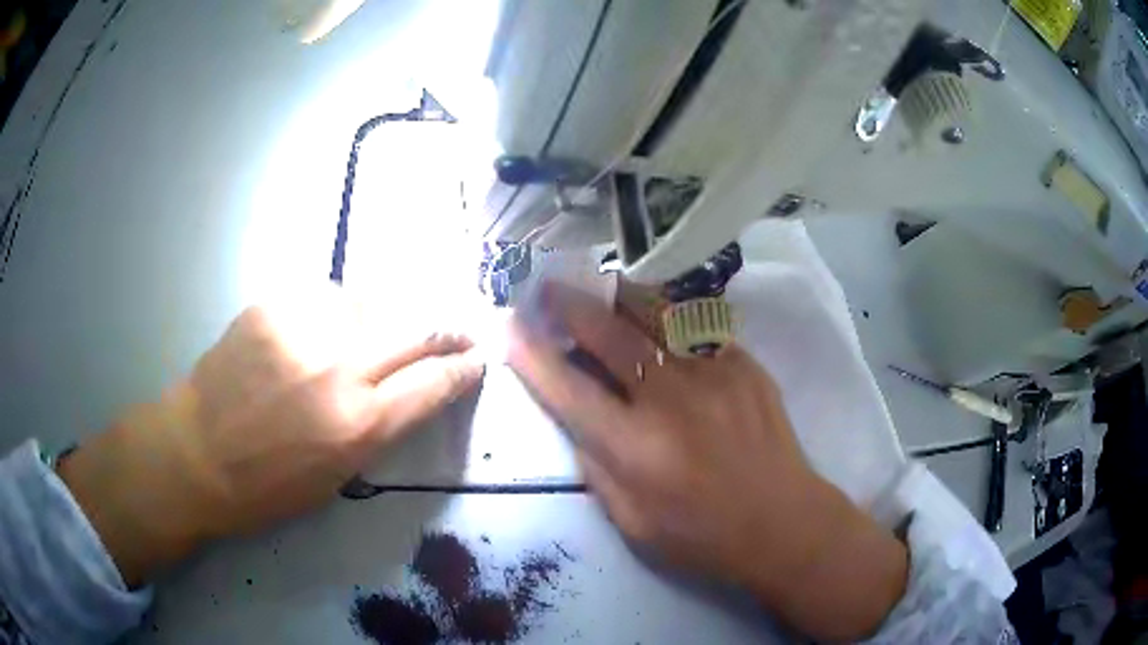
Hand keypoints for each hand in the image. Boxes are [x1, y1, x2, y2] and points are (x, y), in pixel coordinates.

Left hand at [59, 284, 483, 586]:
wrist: (195, 453)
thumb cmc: (265, 488)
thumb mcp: (335, 478)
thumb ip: (374, 428)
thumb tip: (398, 389)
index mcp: (358, 425)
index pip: (433, 384)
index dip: (464, 370)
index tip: (479, 359)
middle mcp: (339, 369)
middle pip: (415, 331)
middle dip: (447, 331)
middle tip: (460, 329)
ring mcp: (303, 330)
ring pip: (369, 304)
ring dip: (382, 319)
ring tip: (374, 334)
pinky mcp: (271, 307)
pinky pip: (322, 298)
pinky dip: (333, 313)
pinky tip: (319, 329)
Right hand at [507, 283, 906, 640]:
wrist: (782, 522)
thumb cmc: (702, 535)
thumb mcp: (630, 521)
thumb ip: (596, 465)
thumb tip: (578, 416)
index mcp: (635, 449)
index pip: (568, 389)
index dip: (531, 354)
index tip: (508, 326)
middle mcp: (670, 401)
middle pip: (609, 335)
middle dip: (571, 305)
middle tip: (552, 287)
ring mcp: (713, 374)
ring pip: (655, 314)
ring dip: (618, 295)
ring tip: (601, 285)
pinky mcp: (744, 364)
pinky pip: (696, 325)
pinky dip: (666, 313)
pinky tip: (657, 312)